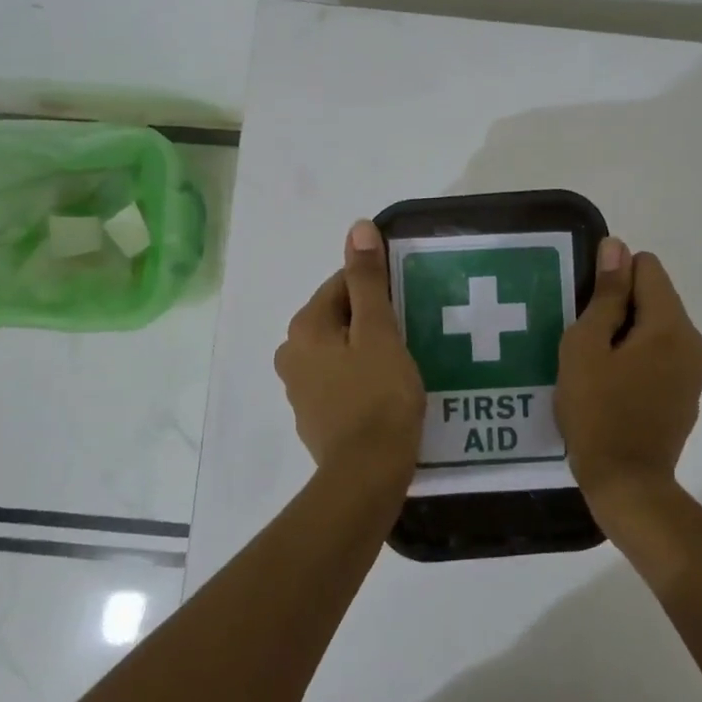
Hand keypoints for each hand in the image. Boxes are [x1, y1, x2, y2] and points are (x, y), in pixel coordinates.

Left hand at [274, 220, 424, 494]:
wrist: (367, 475)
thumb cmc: (379, 396)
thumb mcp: (379, 331)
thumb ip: (368, 280)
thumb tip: (357, 227)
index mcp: (305, 327)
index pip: (340, 284)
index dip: (377, 289)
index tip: (407, 304)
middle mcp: (291, 353)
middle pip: (338, 317)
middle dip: (371, 320)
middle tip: (410, 334)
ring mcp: (299, 388)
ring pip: (338, 349)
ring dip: (366, 348)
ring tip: (403, 362)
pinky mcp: (313, 416)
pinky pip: (339, 380)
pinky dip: (359, 377)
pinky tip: (386, 391)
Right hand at [556, 239, 701, 513]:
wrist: (627, 484)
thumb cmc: (597, 412)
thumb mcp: (586, 346)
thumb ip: (604, 294)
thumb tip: (617, 246)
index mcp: (670, 324)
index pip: (647, 267)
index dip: (612, 278)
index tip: (587, 309)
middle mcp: (692, 340)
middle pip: (654, 296)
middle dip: (619, 307)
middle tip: (585, 342)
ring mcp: (694, 370)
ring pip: (657, 327)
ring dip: (627, 334)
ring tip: (596, 365)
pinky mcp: (687, 394)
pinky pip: (662, 355)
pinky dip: (638, 358)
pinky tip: (614, 387)